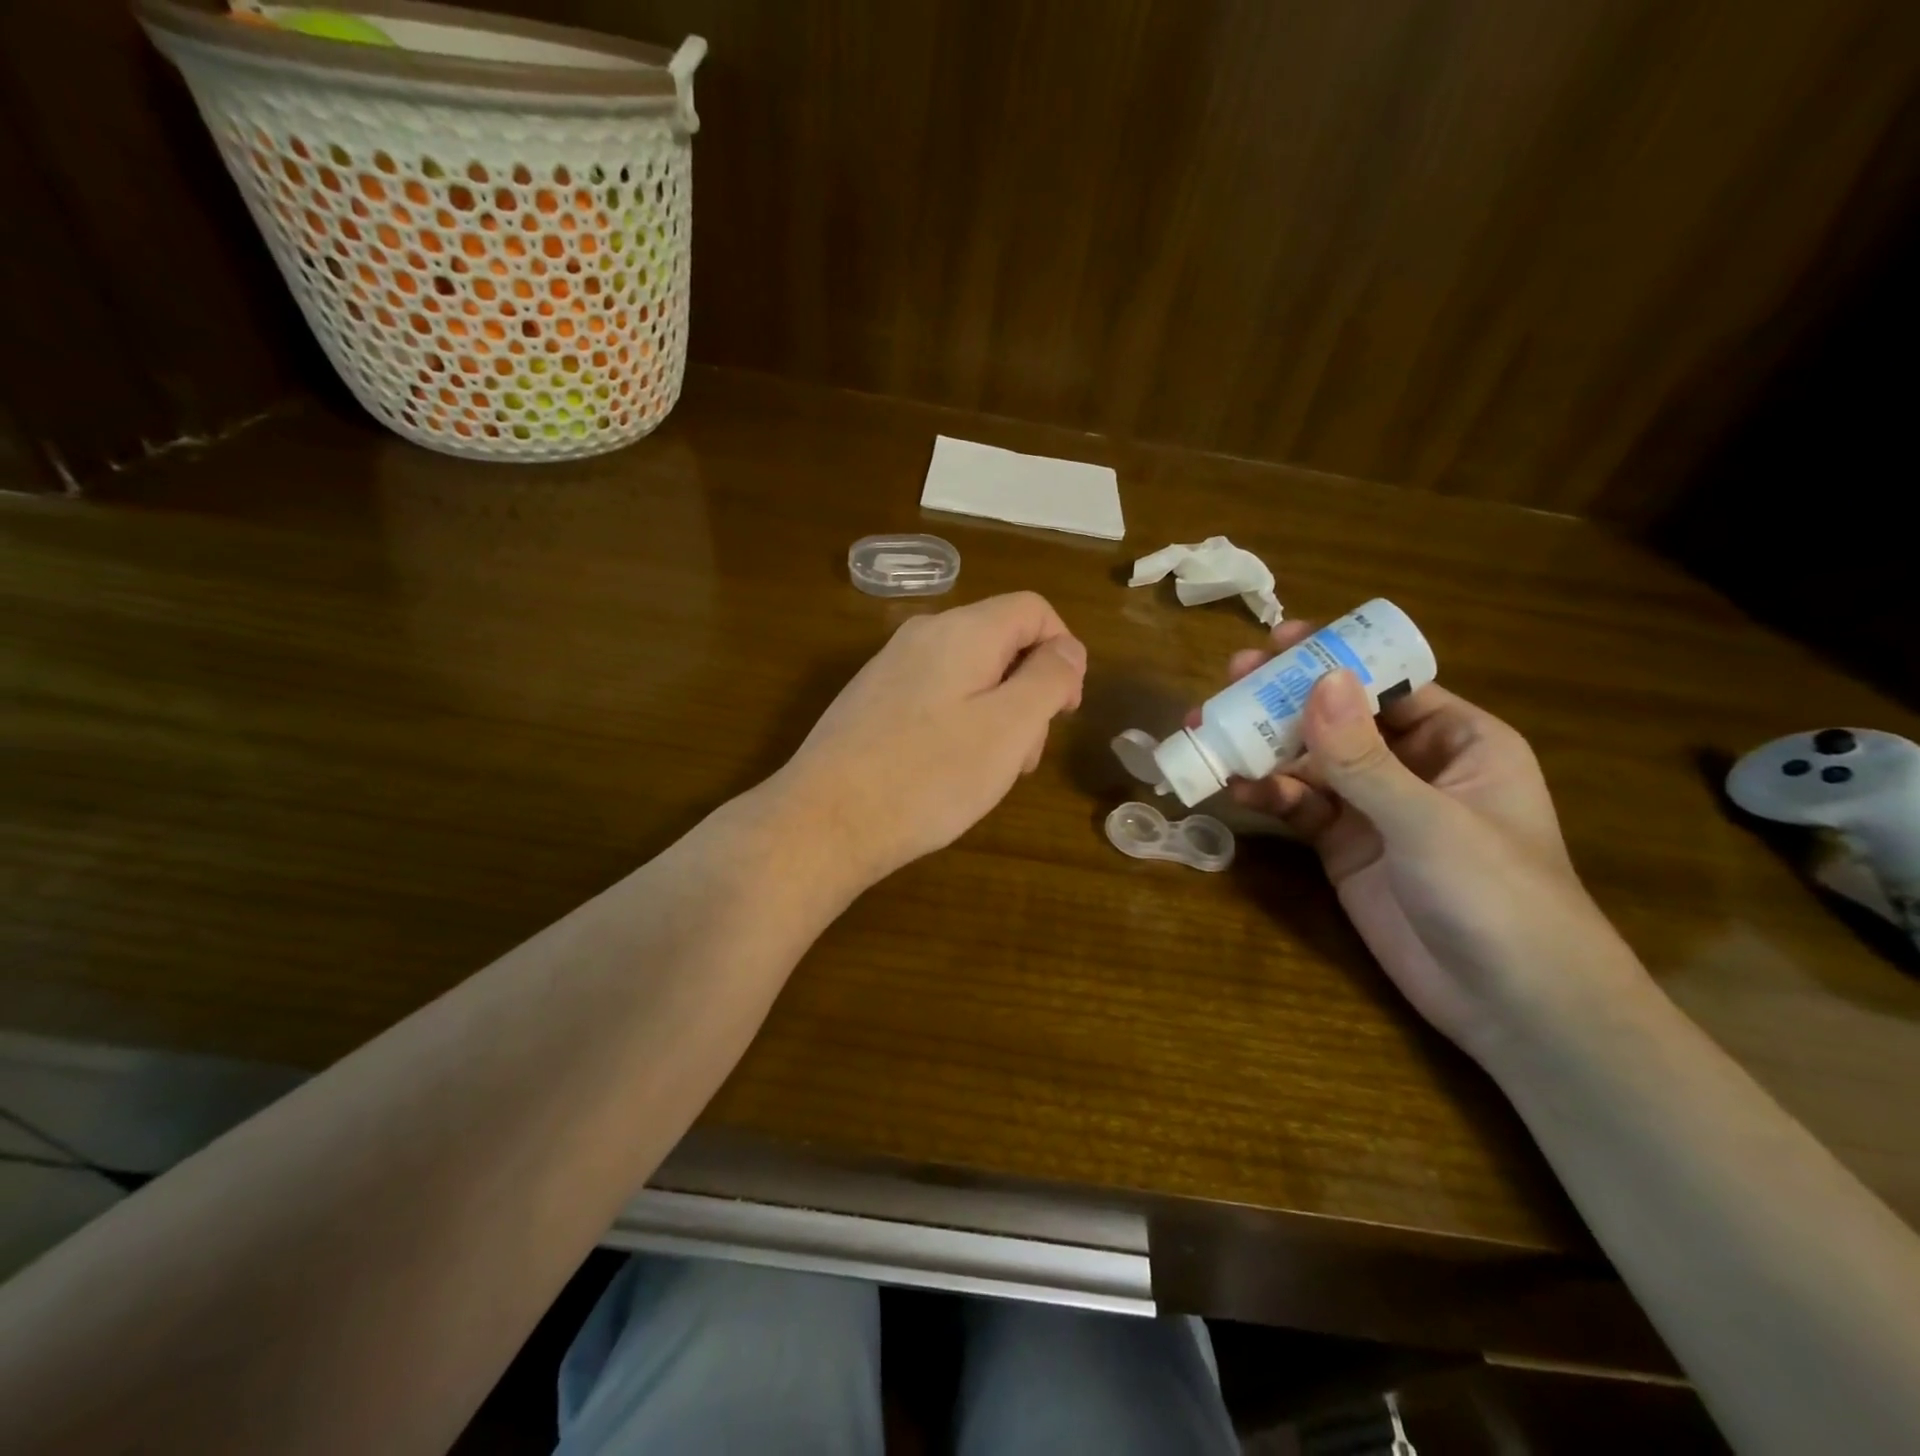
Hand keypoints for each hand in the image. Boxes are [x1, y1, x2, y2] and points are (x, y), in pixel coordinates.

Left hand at [773, 592, 1086, 890]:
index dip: (1063, 652)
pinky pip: (935, 697)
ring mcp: (891, 667)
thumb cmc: (928, 775)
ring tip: (988, 774)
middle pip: (1001, 643)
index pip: (1034, 610)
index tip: (1066, 710)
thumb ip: (1048, 678)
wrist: (825, 821)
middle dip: (1028, 693)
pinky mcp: (872, 700)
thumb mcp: (1009, 727)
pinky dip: (959, 725)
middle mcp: (924, 635)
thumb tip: (1067, 648)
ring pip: (969, 675)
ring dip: (996, 716)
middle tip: (1024, 757)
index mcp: (962, 631)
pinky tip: (947, 772)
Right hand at [1219, 621, 1648, 1059]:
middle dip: (1285, 700)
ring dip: (1263, 747)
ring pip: (1309, 761)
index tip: (1278, 640)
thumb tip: (1318, 679)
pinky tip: (1234, 785)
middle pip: (1338, 718)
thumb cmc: (1497, 896)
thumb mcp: (1428, 820)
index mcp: (1457, 740)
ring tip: (1209, 731)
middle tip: (1230, 681)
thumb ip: (1364, 756)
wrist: (1513, 1008)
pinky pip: (1299, 805)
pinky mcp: (1343, 846)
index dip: (1333, 659)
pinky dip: (1267, 793)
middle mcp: (1412, 765)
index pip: (1387, 682)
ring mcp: (1374, 808)